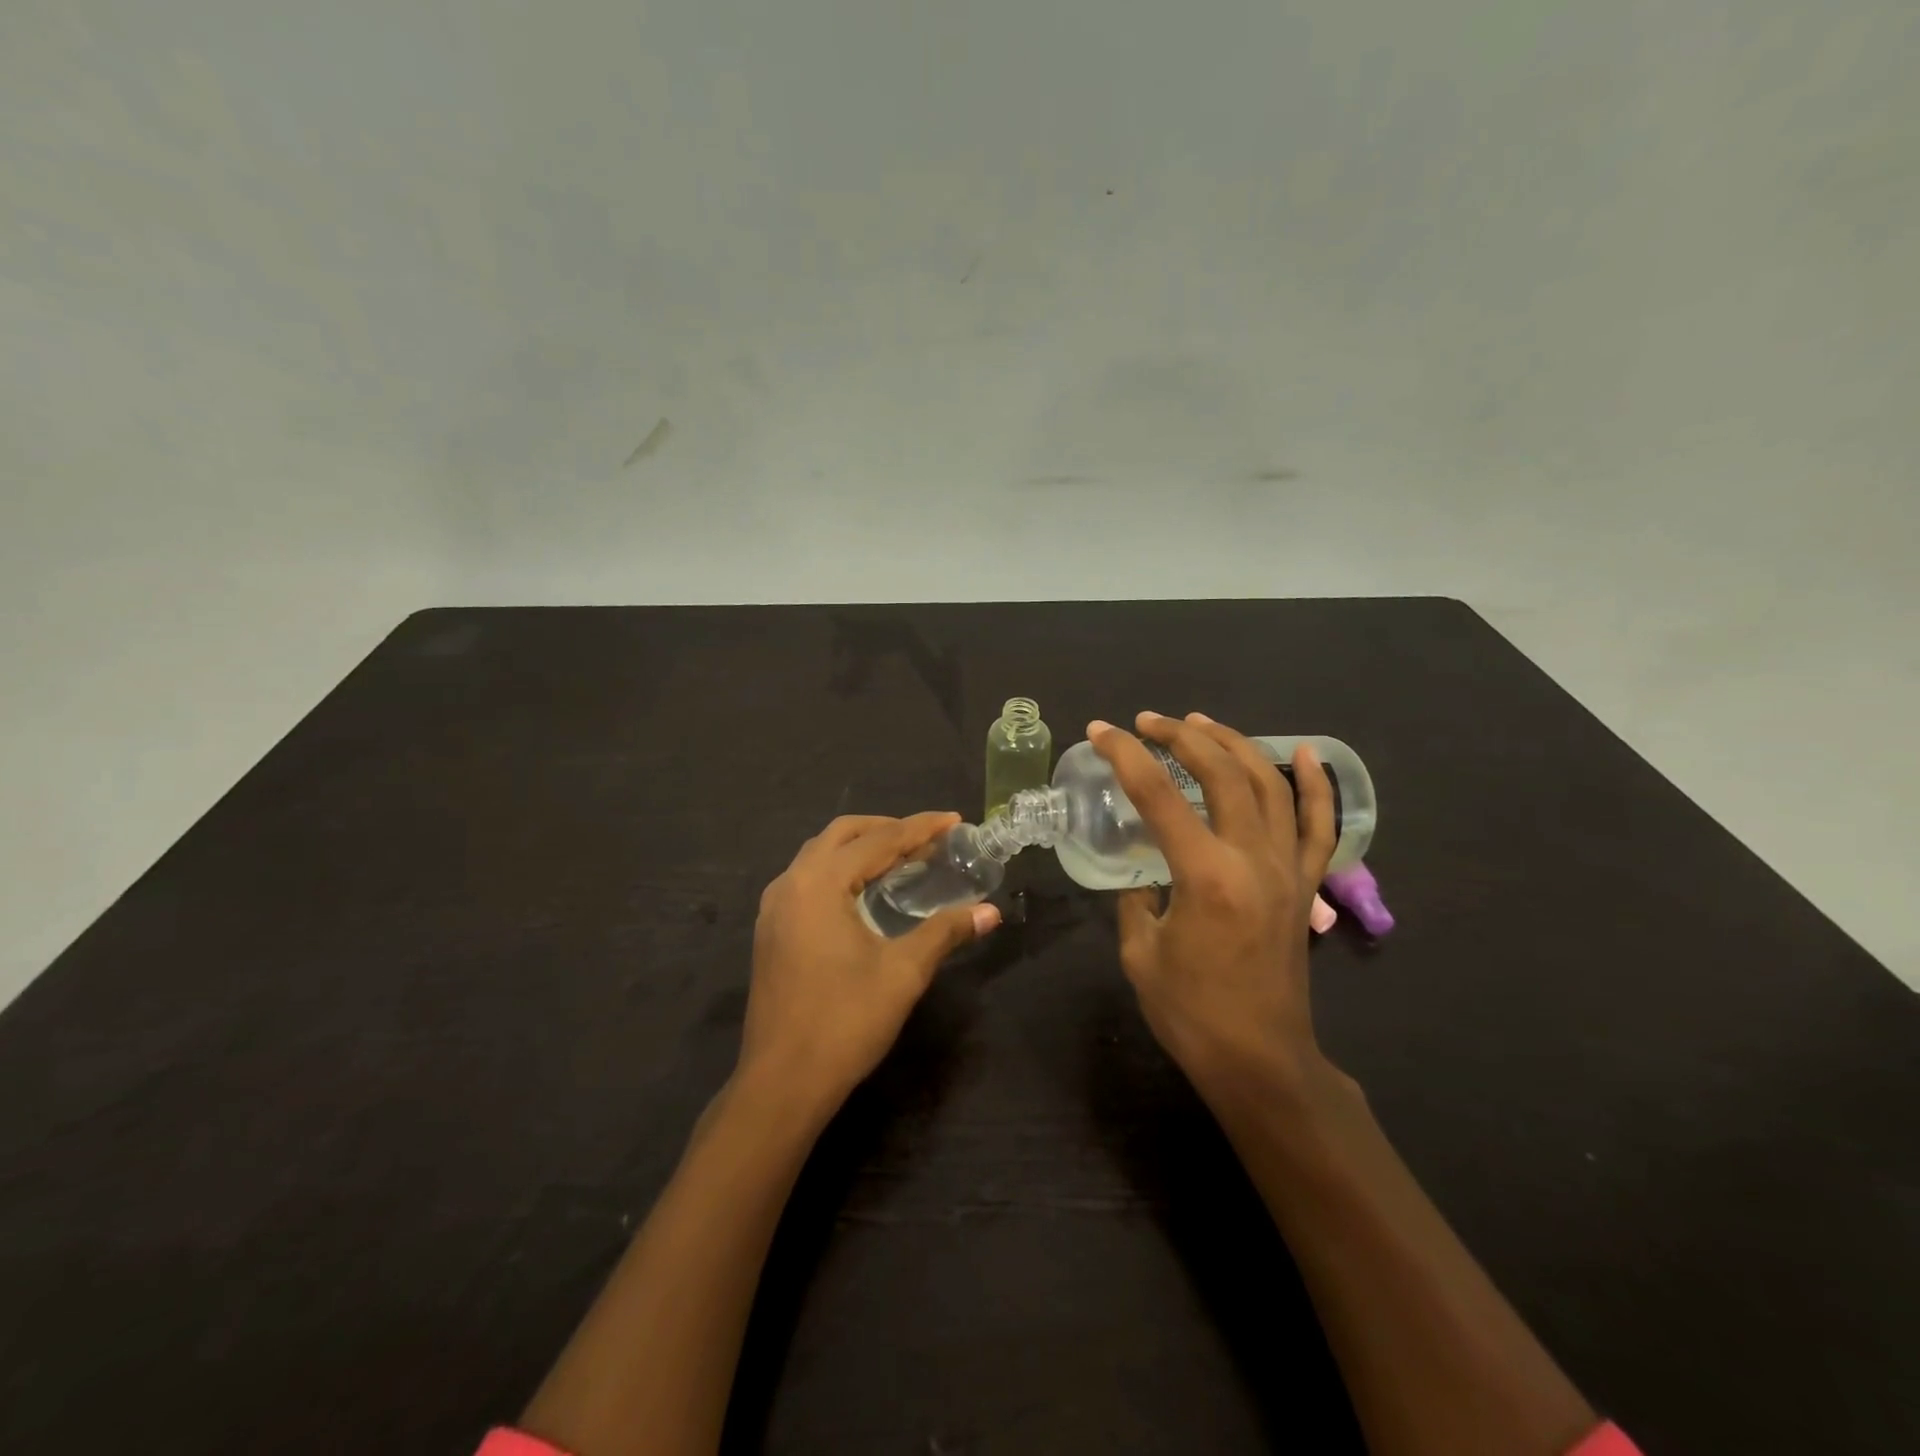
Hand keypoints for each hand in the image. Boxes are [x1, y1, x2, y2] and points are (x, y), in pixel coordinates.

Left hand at [741, 813, 1001, 1115]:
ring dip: (861, 848)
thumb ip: (945, 932)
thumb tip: (990, 912)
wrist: (782, 1083)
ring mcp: (774, 907)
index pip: (879, 841)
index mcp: (819, 883)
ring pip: (820, 854)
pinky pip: (809, 879)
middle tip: (928, 838)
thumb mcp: (904, 972)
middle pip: (842, 834)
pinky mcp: (771, 930)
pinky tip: (865, 891)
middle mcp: (790, 883)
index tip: (955, 820)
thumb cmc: (845, 1022)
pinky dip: (841, 870)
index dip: (920, 828)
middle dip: (887, 829)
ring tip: (902, 859)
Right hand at [1088, 712, 1336, 1096]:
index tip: (1100, 731)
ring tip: (1201, 723)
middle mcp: (1252, 859)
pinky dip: (1316, 785)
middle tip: (1146, 721)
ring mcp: (1287, 868)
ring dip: (1233, 744)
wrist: (1260, 1060)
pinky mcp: (1305, 885)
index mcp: (1205, 876)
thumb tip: (1145, 873)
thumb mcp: (1140, 952)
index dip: (1124, 755)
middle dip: (1180, 736)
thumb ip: (1137, 899)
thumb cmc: (1191, 1013)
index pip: (1158, 795)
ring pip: (1268, 784)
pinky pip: (1319, 825)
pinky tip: (1307, 753)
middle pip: (1220, 773)